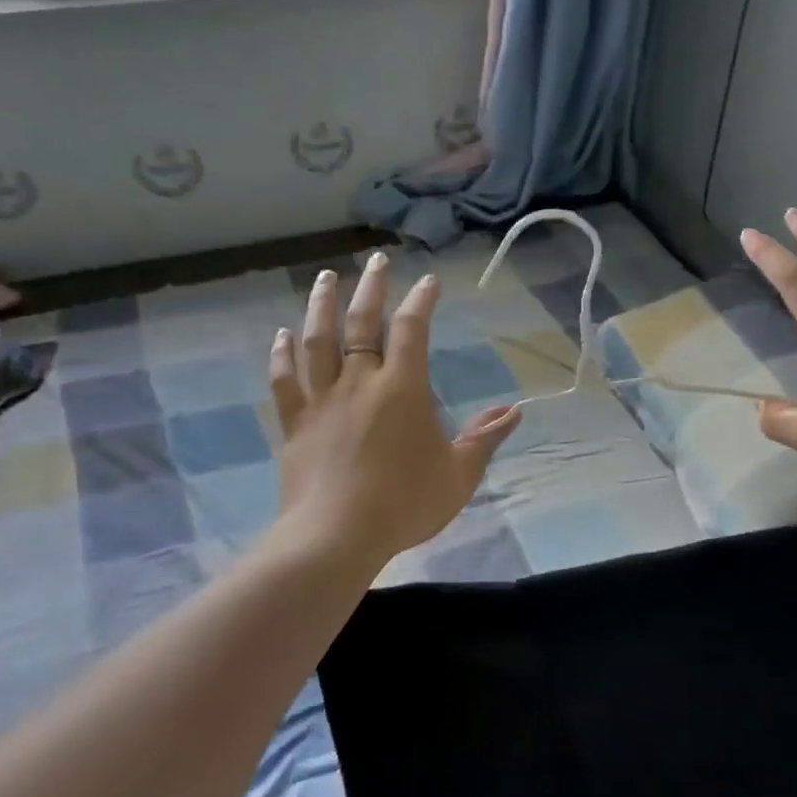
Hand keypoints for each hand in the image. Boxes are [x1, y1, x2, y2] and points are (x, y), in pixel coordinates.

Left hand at [268, 251, 520, 569]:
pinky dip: (282, 355)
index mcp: (402, 389)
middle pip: (362, 323)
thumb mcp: (458, 475)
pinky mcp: (295, 422)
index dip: (421, 300)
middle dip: (371, 287)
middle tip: (375, 260)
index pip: (413, 329)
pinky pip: (284, 380)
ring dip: (321, 305)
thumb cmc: (404, 504)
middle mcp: (359, 382)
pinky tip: (281, 335)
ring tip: (325, 277)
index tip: (428, 280)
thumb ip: (484, 438)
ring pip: (317, 340)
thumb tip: (515, 410)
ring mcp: (322, 399)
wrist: (336, 537)